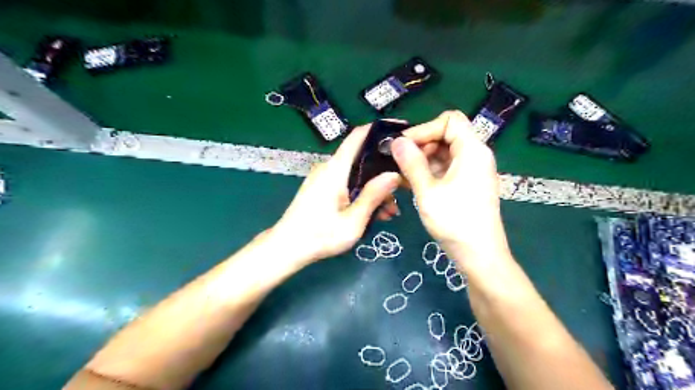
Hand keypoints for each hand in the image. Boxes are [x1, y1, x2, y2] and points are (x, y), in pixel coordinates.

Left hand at [272, 125, 401, 264]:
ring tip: (390, 212)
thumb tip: (395, 174)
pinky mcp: (322, 188)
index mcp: (336, 169)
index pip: (358, 136)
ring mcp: (325, 178)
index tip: (402, 134)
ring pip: (357, 174)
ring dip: (375, 188)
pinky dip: (362, 194)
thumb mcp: (353, 221)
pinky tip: (375, 213)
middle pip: (362, 157)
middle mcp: (329, 167)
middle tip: (404, 189)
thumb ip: (373, 195)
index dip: (380, 130)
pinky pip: (348, 184)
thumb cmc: (320, 236)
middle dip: (384, 171)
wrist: (286, 248)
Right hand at [390, 110, 508, 264]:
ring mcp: (472, 170)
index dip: (424, 129)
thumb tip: (396, 141)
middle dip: (421, 145)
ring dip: (421, 160)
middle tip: (399, 162)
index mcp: (472, 150)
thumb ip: (411, 163)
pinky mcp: (467, 184)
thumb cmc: (455, 222)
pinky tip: (410, 183)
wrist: (479, 256)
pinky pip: (446, 168)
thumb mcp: (428, 191)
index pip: (449, 120)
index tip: (403, 146)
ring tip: (400, 175)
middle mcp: (475, 155)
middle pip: (446, 135)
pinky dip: (428, 172)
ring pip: (444, 153)